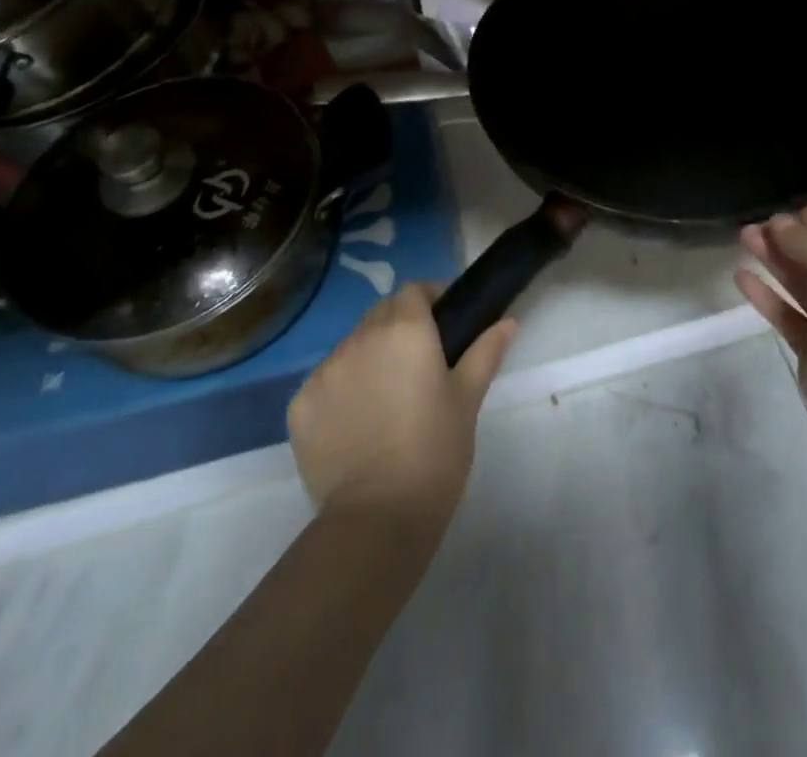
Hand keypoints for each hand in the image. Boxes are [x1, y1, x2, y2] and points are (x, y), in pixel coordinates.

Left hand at [288, 282, 515, 535]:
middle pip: (380, 313)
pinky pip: (326, 382)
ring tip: (387, 396)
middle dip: (400, 324)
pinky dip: (342, 390)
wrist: (378, 517)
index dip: (430, 297)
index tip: (444, 321)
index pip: (414, 290)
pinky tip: (357, 422)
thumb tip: (507, 321)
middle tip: (420, 361)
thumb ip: (485, 351)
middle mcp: (359, 338)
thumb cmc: (435, 450)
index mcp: (404, 329)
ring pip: (351, 346)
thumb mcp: (467, 398)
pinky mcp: (299, 405)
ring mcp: (324, 370)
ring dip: (370, 356)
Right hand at [735, 204, 806, 437]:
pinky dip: (767, 296)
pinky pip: (789, 315)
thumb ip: (803, 240)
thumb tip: (777, 222)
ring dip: (774, 262)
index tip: (781, 208)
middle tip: (753, 224)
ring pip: (802, 285)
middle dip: (787, 240)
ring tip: (743, 238)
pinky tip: (741, 276)